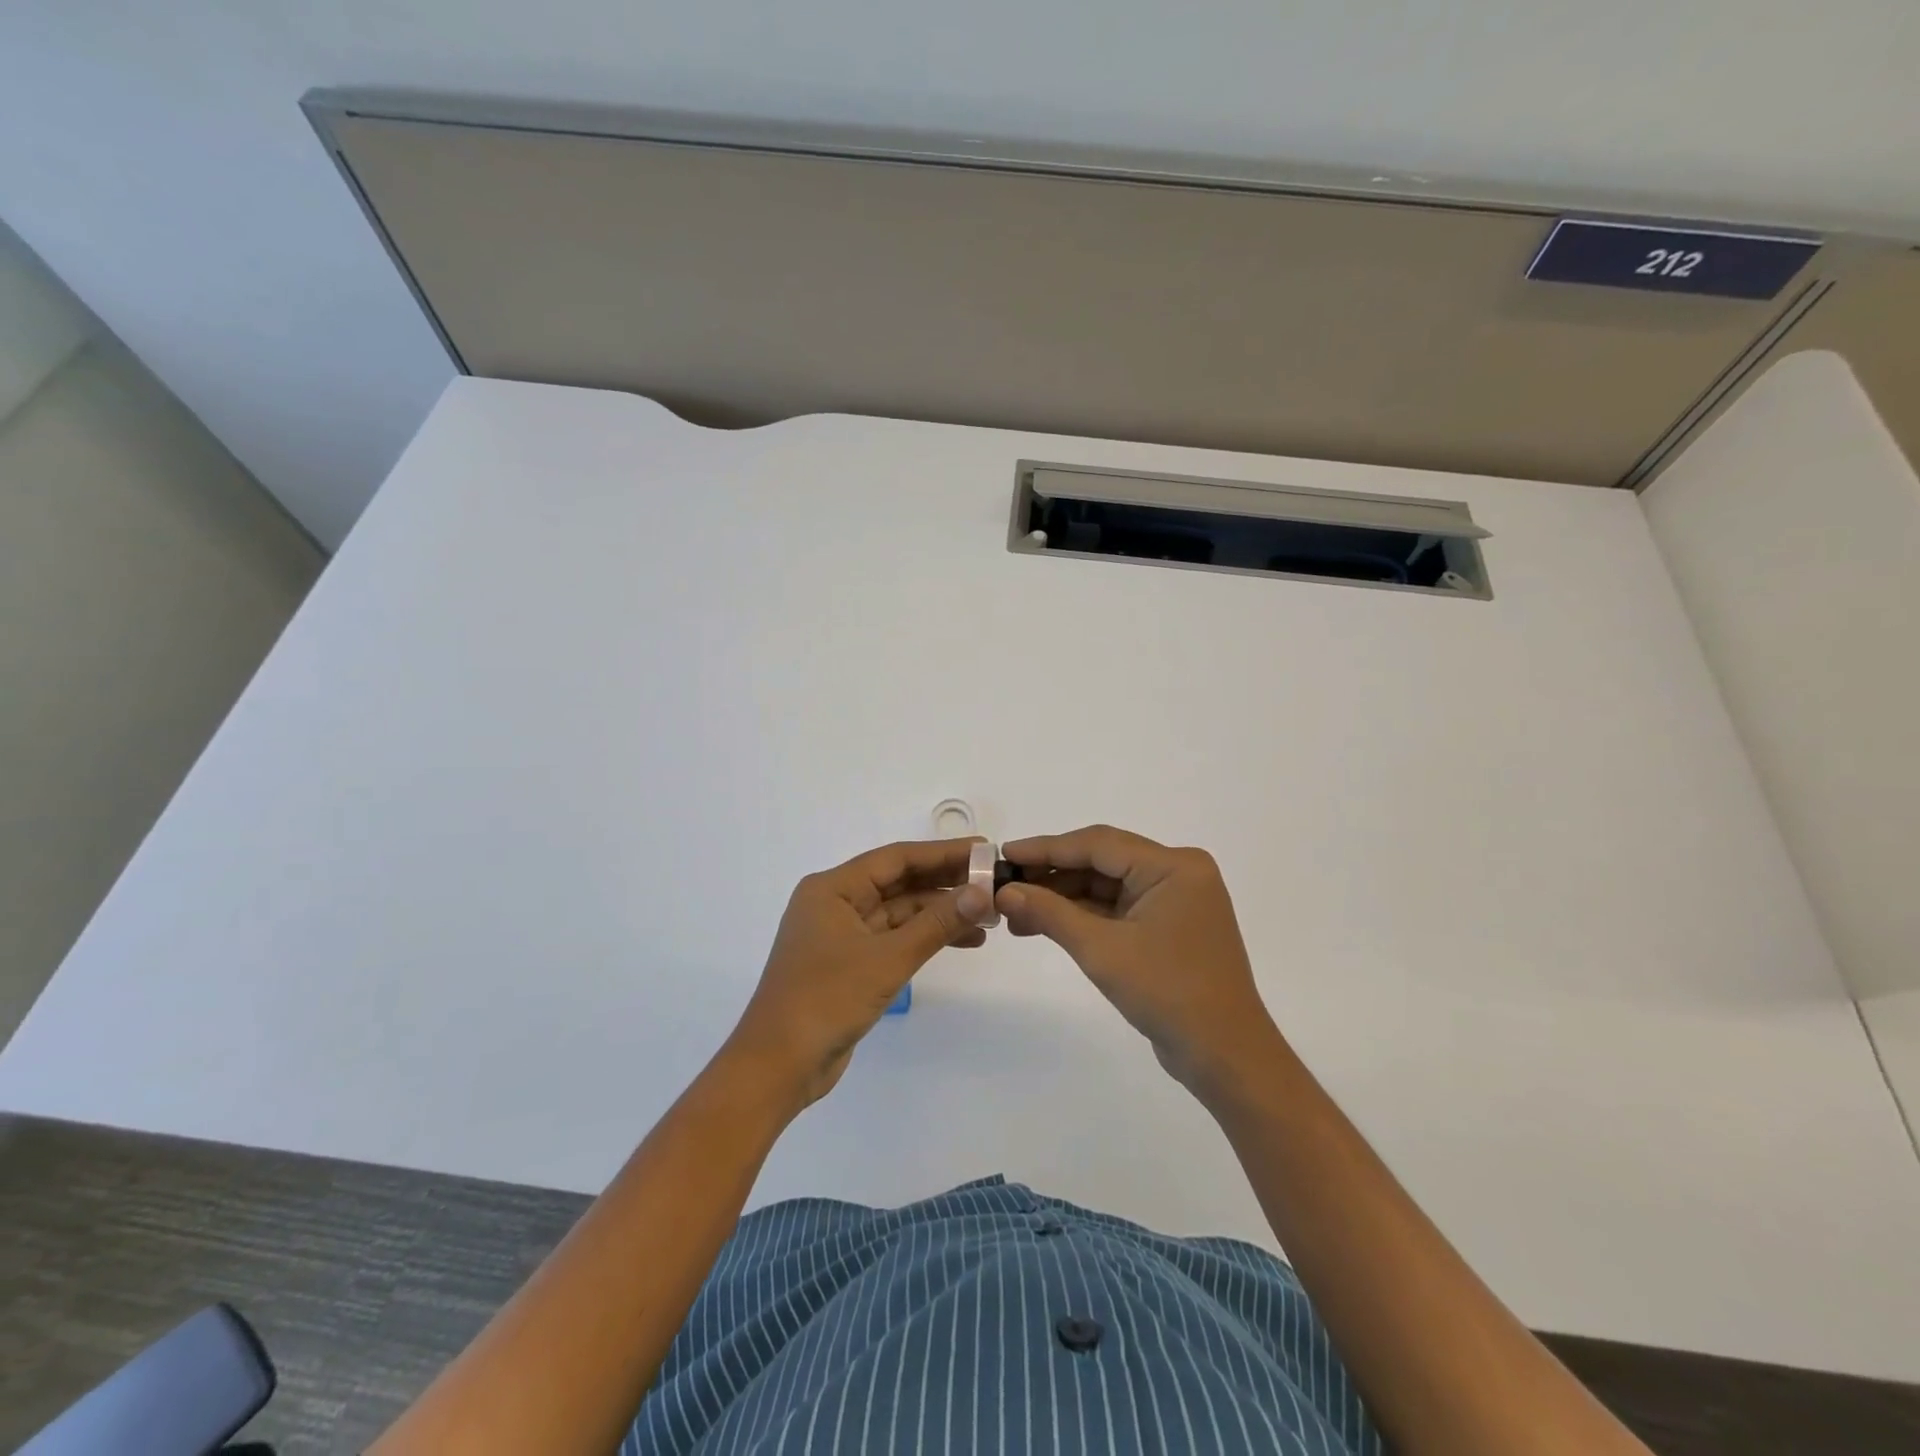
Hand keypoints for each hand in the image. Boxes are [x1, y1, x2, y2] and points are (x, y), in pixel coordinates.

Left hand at [724, 839, 990, 1111]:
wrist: (778, 1067)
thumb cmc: (826, 1000)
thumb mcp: (888, 958)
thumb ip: (936, 923)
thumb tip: (981, 893)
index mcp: (833, 889)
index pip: (896, 858)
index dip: (942, 853)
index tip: (983, 850)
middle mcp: (836, 903)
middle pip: (899, 882)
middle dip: (945, 883)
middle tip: (993, 883)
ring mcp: (842, 934)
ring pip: (900, 912)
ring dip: (940, 913)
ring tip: (988, 918)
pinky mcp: (850, 963)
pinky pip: (894, 938)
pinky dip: (925, 937)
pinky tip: (963, 940)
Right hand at [997, 825, 1280, 1096]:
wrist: (1224, 1056)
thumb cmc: (1168, 993)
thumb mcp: (1101, 950)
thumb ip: (1051, 914)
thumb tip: (1004, 893)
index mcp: (1173, 866)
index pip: (1098, 844)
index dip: (1047, 848)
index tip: (1005, 853)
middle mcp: (1177, 873)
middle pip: (1102, 862)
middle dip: (1052, 876)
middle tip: (1005, 885)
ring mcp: (1174, 900)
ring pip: (1107, 887)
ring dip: (1063, 899)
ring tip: (1015, 912)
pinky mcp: (1168, 926)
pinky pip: (1118, 909)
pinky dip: (1084, 917)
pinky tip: (1044, 924)